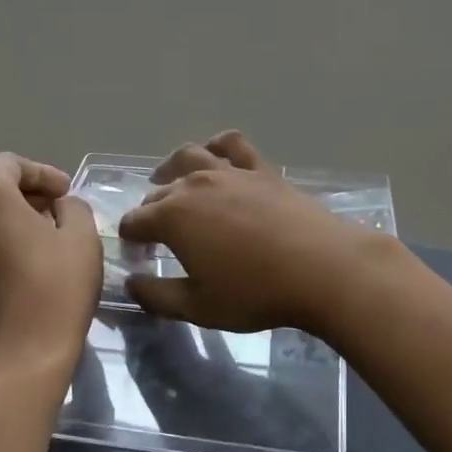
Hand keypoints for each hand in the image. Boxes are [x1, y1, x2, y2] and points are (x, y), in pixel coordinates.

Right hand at [118, 131, 382, 333]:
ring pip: (189, 156)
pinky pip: (232, 145)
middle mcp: (194, 185)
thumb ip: (157, 296)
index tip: (136, 256)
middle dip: (149, 211)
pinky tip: (215, 153)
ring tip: (167, 179)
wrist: (321, 268)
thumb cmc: (255, 292)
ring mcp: (229, 172)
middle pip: (159, 191)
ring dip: (171, 168)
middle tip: (154, 235)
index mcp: (172, 217)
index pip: (135, 221)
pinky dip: (217, 145)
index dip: (130, 238)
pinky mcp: (261, 169)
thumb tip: (131, 284)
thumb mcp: (199, 307)